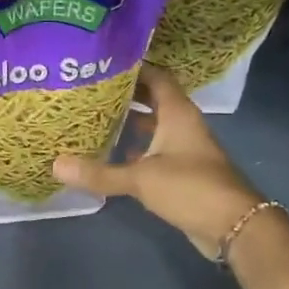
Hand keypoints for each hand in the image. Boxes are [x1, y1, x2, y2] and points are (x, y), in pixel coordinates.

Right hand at [53, 64, 264, 257]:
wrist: (233, 225)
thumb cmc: (190, 188)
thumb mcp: (141, 178)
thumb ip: (99, 173)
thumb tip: (55, 164)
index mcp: (178, 113)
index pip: (156, 76)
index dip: (133, 67)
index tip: (102, 63)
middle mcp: (183, 124)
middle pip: (154, 99)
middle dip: (126, 94)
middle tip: (90, 90)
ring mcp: (185, 149)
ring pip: (154, 126)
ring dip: (130, 122)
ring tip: (95, 118)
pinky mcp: (183, 172)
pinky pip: (155, 151)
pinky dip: (136, 149)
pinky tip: (113, 155)